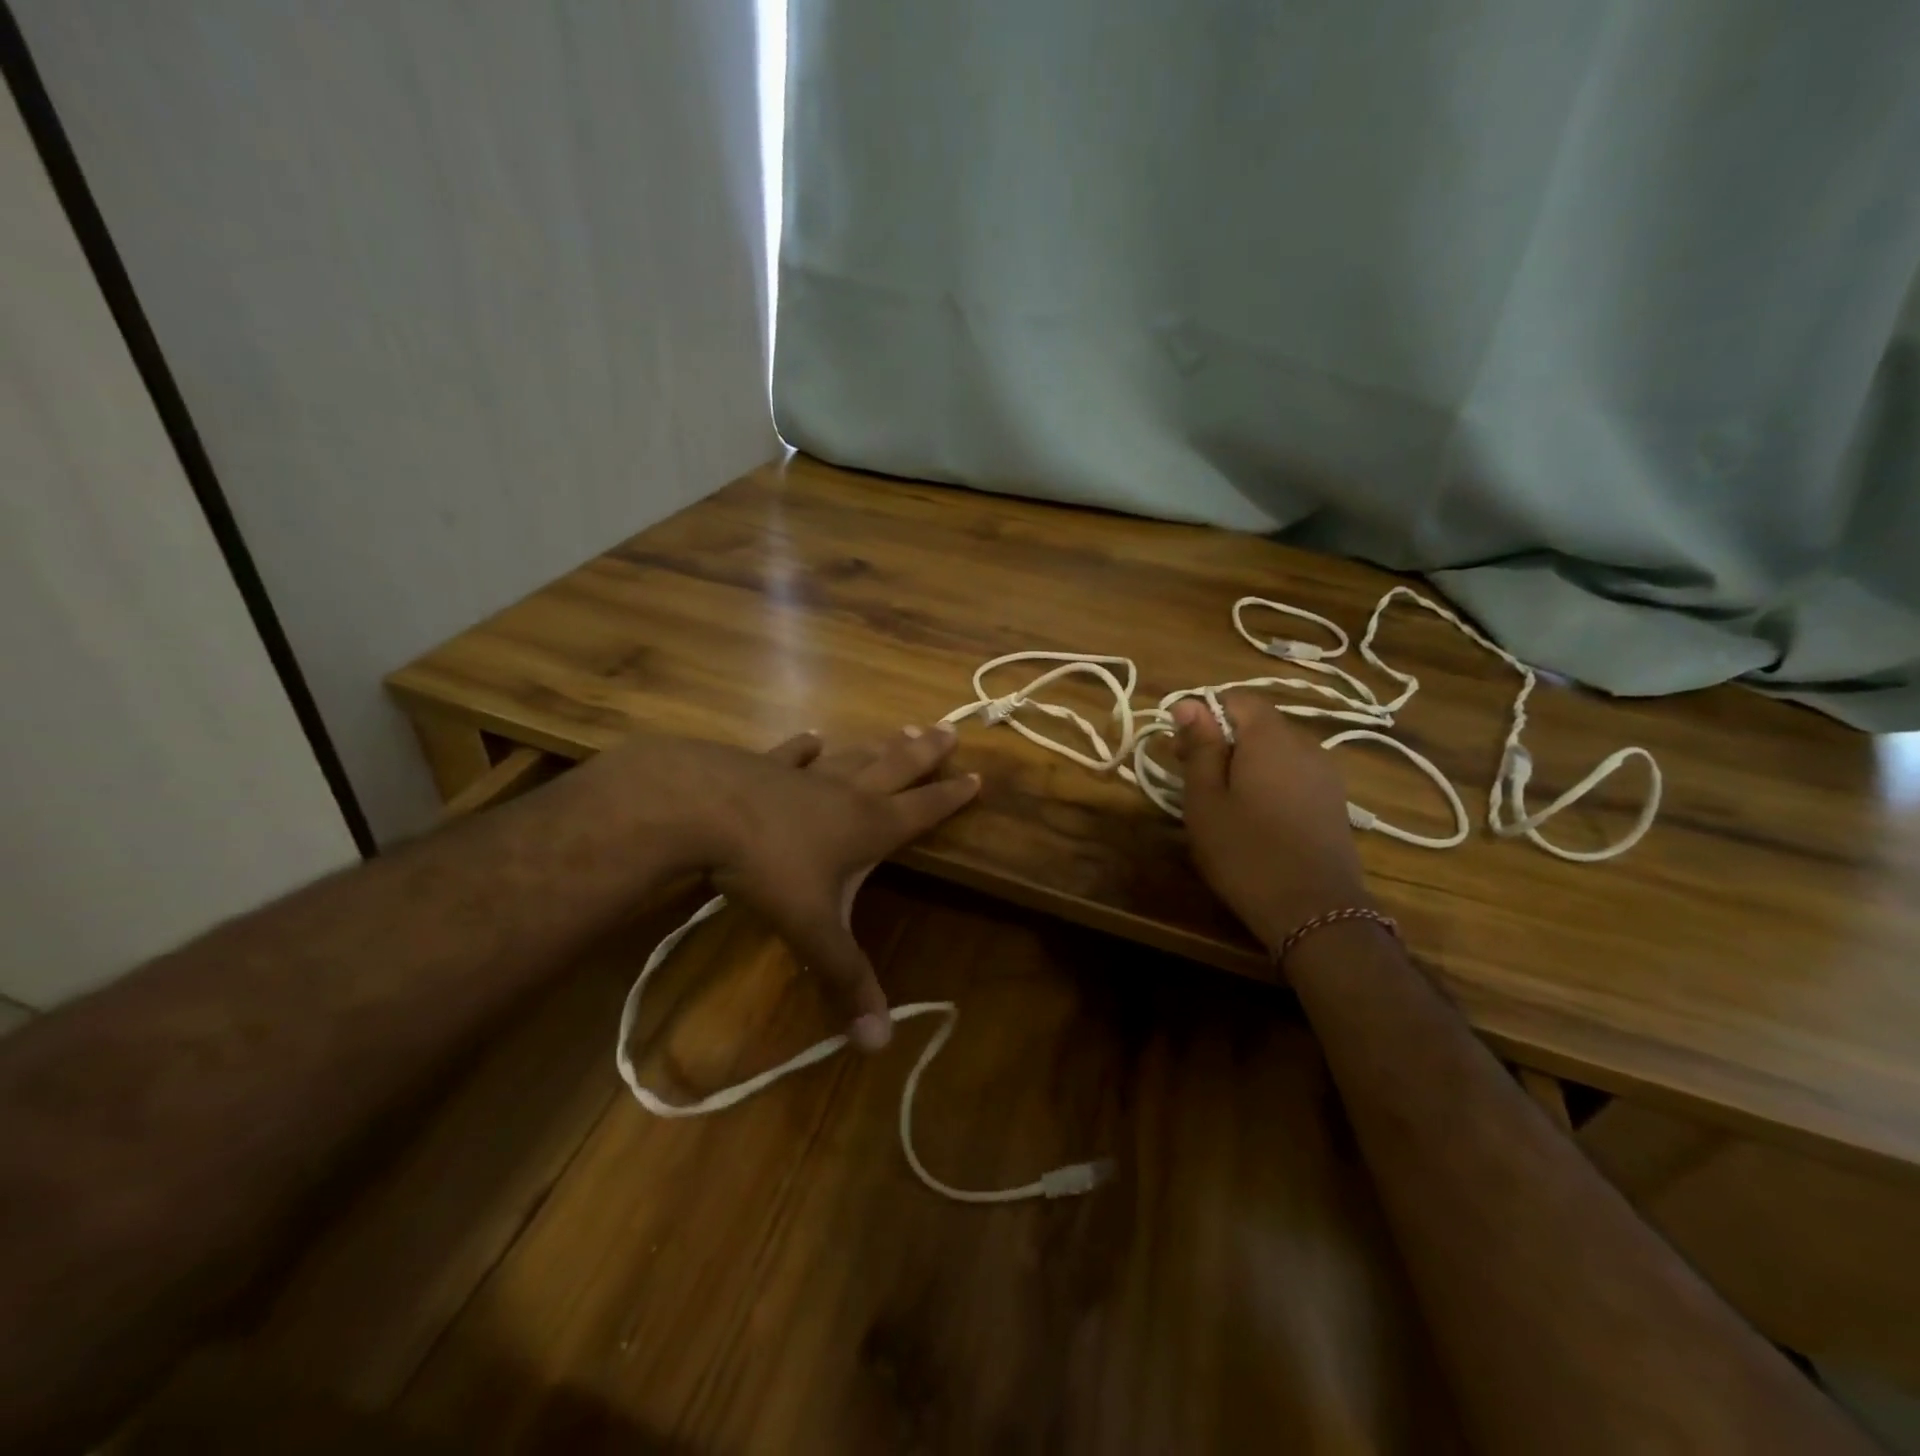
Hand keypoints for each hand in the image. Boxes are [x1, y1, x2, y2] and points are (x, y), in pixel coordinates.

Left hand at [600, 723, 978, 1050]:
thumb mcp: (812, 929)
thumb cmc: (766, 867)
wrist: (699, 809)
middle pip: (896, 768)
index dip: (951, 797)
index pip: (922, 810)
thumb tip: (879, 1044)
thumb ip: (845, 979)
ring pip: (853, 757)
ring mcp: (804, 775)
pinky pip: (792, 755)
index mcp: (867, 826)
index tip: (977, 776)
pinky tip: (813, 737)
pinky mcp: (763, 766)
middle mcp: (845, 793)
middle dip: (926, 754)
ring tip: (902, 730)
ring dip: (879, 747)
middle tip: (949, 729)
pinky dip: (804, 747)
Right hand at [1171, 691, 1371, 955]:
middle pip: (1259, 724)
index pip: (1238, 699)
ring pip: (1276, 752)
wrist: (1315, 912)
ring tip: (1223, 803)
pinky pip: (1294, 776)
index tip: (1181, 748)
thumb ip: (1199, 747)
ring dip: (1246, 765)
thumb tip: (1189, 703)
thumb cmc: (1246, 852)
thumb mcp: (1205, 800)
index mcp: (1271, 738)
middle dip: (1223, 741)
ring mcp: (1326, 775)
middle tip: (1193, 780)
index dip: (1205, 714)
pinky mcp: (1334, 803)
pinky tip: (1256, 819)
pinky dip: (1270, 784)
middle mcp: (1305, 746)